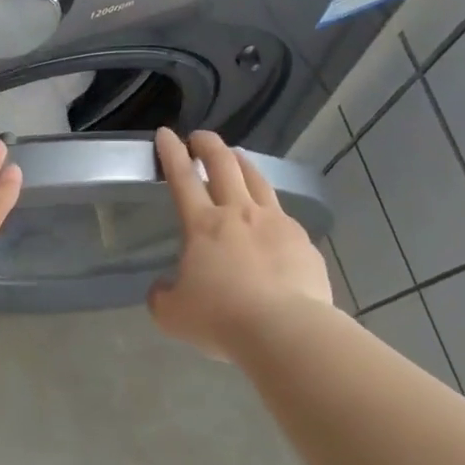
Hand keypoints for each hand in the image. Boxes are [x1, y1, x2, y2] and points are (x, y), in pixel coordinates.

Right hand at [148, 127, 335, 360]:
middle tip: (201, 137)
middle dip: (209, 145)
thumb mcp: (172, 315)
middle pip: (224, 166)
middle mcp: (239, 214)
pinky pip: (283, 215)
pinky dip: (270, 208)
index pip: (182, 178)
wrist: (285, 330)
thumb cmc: (221, 319)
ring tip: (237, 158)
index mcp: (203, 225)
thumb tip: (163, 287)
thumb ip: (162, 295)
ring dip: (243, 164)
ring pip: (258, 181)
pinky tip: (270, 219)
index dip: (171, 153)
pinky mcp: (303, 242)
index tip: (166, 134)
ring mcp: (276, 224)